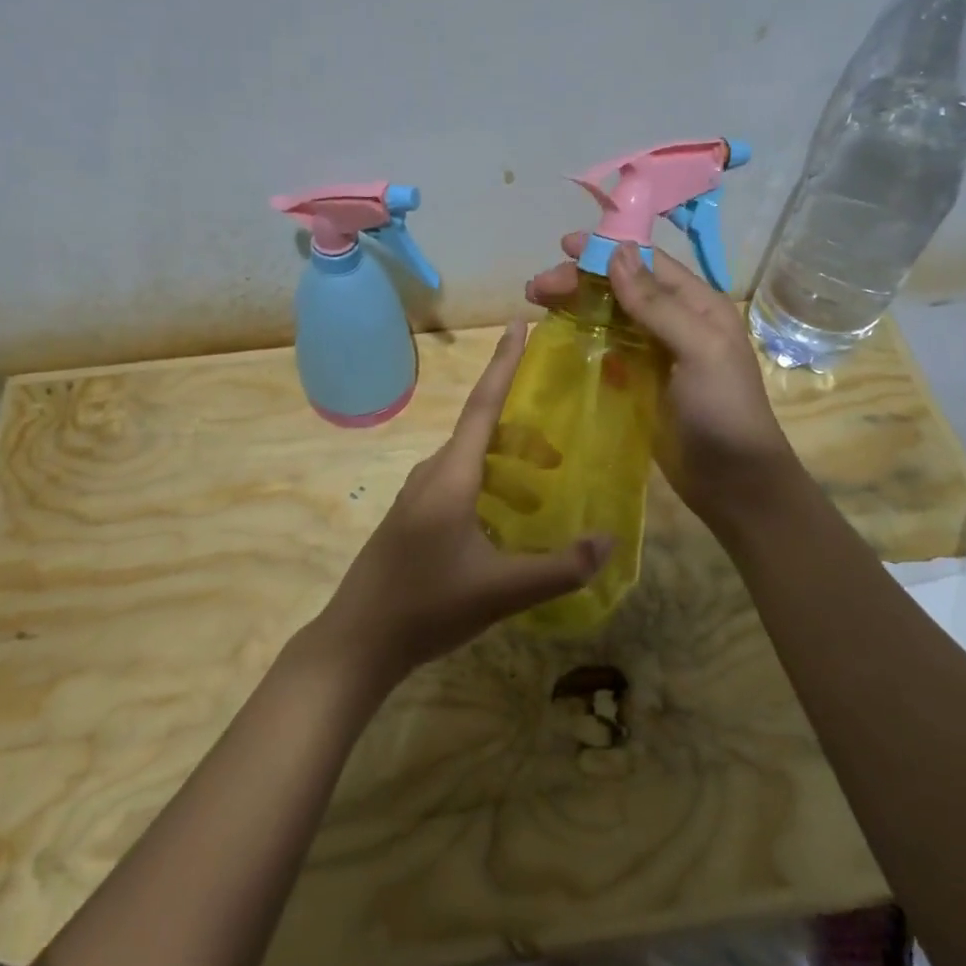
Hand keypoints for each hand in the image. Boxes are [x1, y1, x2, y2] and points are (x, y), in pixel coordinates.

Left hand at [308, 323, 612, 690]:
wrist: (358, 641)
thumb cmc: (428, 606)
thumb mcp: (502, 591)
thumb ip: (560, 567)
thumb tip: (608, 540)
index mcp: (451, 475)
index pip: (483, 405)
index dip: (504, 363)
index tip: (519, 324)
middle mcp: (431, 474)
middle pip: (480, 434)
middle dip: (522, 435)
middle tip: (559, 458)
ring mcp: (416, 497)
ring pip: (468, 463)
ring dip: (506, 468)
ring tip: (541, 495)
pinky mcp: (411, 519)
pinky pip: (456, 485)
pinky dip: (487, 488)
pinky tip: (504, 526)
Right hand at [527, 236, 795, 529]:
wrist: (734, 483)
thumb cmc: (723, 410)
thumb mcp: (699, 349)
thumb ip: (657, 304)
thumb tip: (616, 253)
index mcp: (697, 305)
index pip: (646, 264)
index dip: (605, 250)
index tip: (563, 246)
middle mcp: (675, 322)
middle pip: (621, 288)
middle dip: (579, 281)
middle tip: (536, 288)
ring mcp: (655, 354)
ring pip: (609, 317)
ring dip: (575, 307)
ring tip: (537, 305)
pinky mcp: (639, 384)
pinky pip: (606, 351)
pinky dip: (582, 340)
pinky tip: (557, 340)